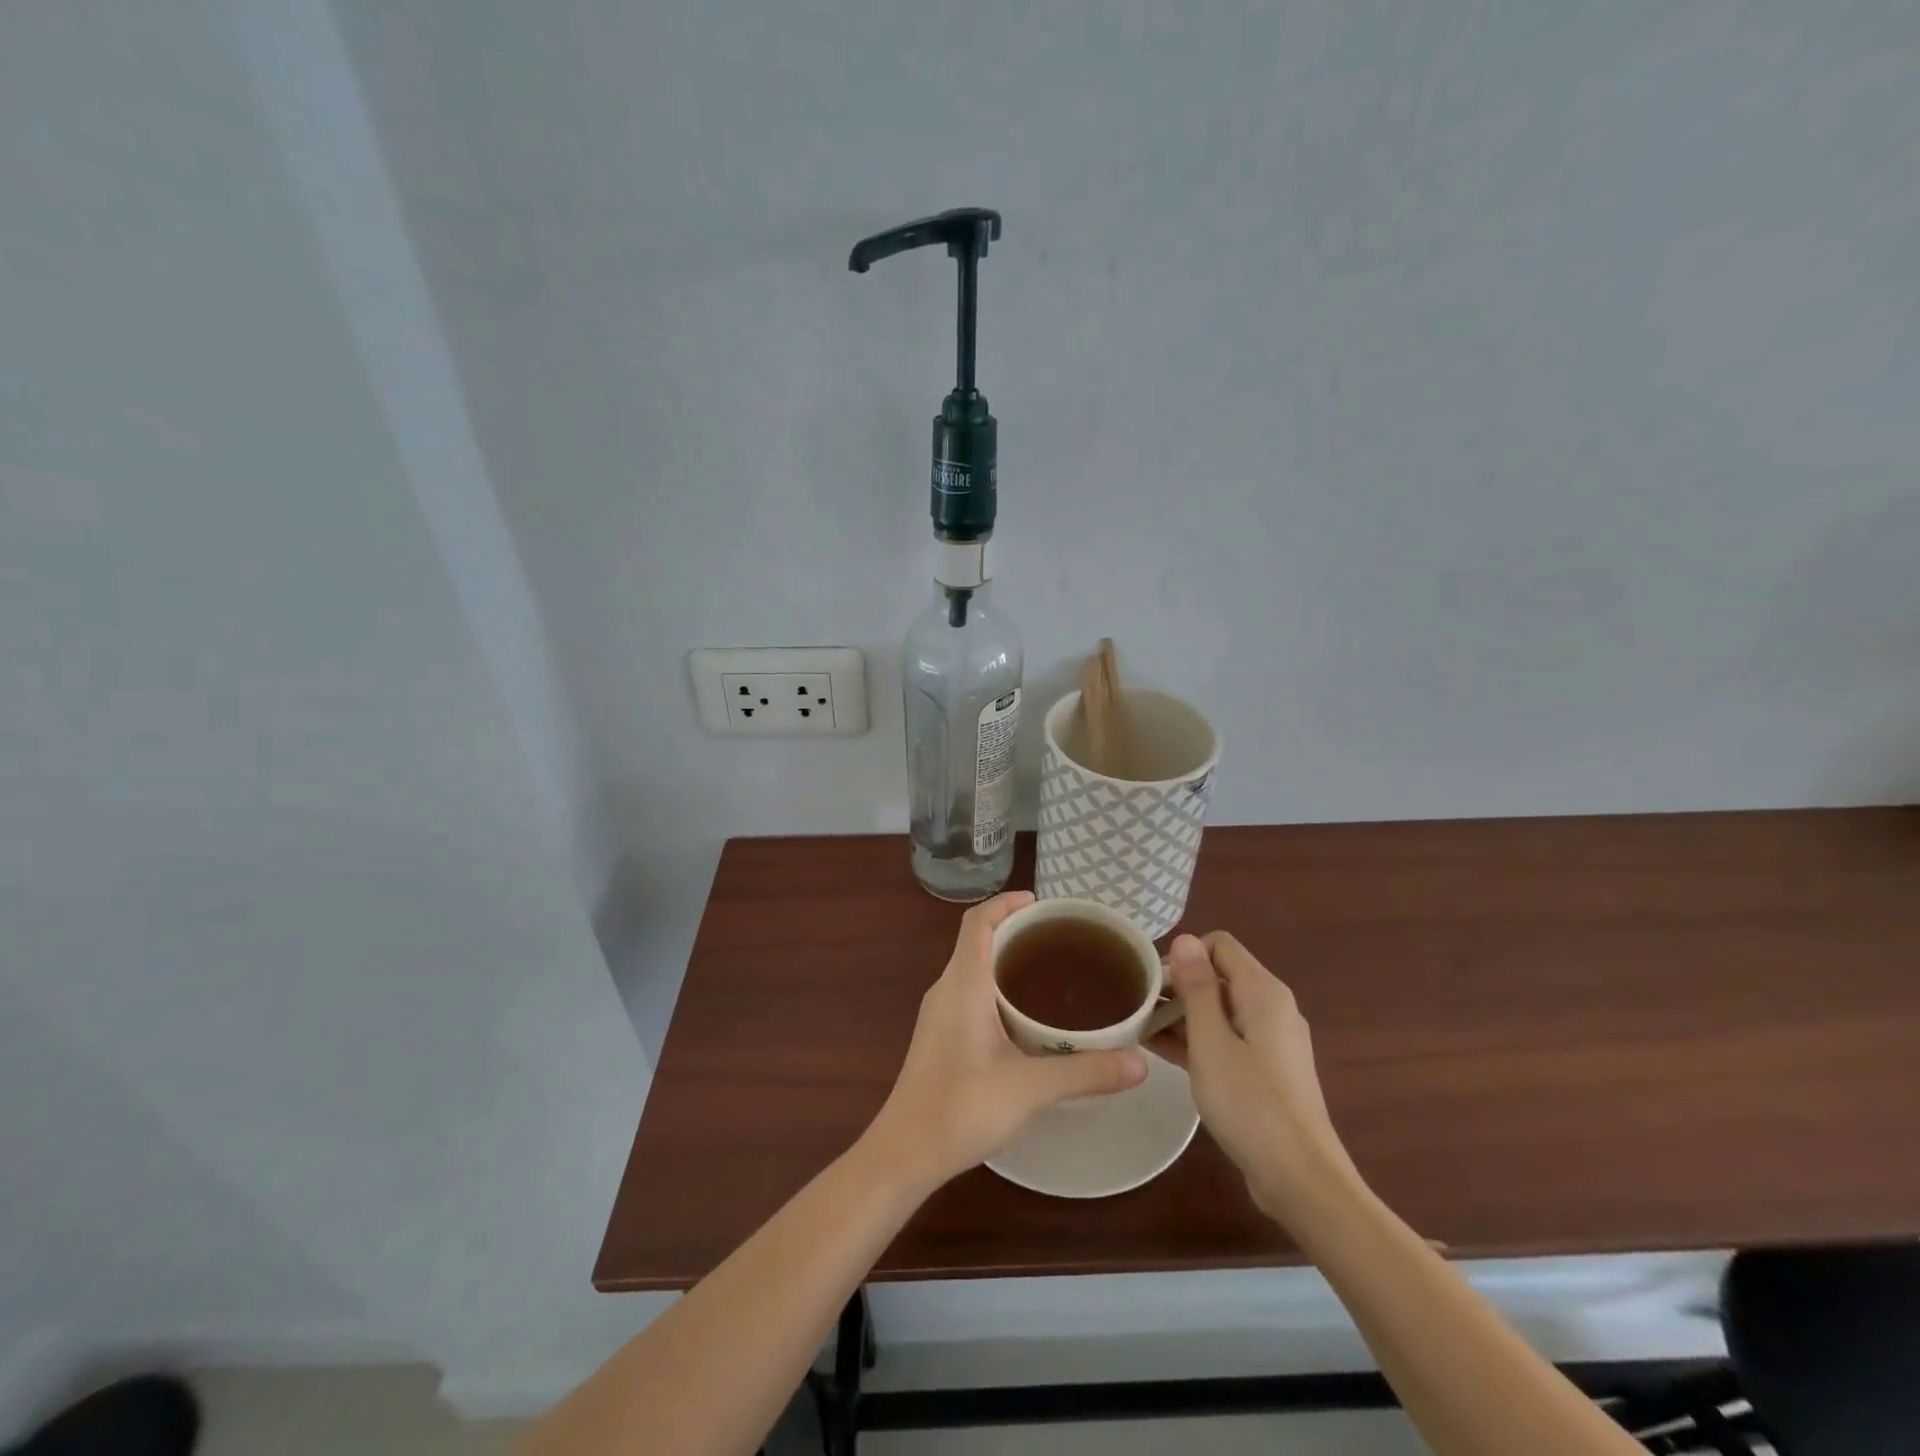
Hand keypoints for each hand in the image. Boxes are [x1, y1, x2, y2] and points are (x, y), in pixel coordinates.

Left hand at [864, 891, 1147, 1188]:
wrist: (905, 1152)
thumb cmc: (962, 1107)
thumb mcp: (1031, 1087)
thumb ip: (1086, 1072)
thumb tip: (1140, 1062)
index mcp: (962, 983)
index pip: (977, 921)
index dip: (1006, 903)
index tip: (1041, 903)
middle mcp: (946, 989)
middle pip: (977, 940)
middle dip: (1015, 931)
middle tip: (1060, 940)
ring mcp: (938, 1014)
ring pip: (973, 969)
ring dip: (1006, 961)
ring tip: (1051, 973)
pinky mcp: (939, 1037)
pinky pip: (969, 993)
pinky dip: (997, 988)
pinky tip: (1025, 1018)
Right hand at [1156, 931, 1361, 1223]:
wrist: (1301, 1179)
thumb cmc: (1250, 1103)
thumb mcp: (1211, 1042)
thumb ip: (1196, 988)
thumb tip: (1184, 938)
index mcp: (1263, 992)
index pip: (1219, 945)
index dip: (1183, 956)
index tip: (1153, 984)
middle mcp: (1272, 1007)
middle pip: (1219, 976)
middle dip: (1179, 986)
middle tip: (1139, 1010)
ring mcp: (1272, 1040)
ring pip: (1221, 1009)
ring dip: (1184, 1015)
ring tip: (1142, 1031)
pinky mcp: (1268, 1069)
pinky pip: (1228, 1038)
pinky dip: (1200, 1039)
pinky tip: (1165, 1054)